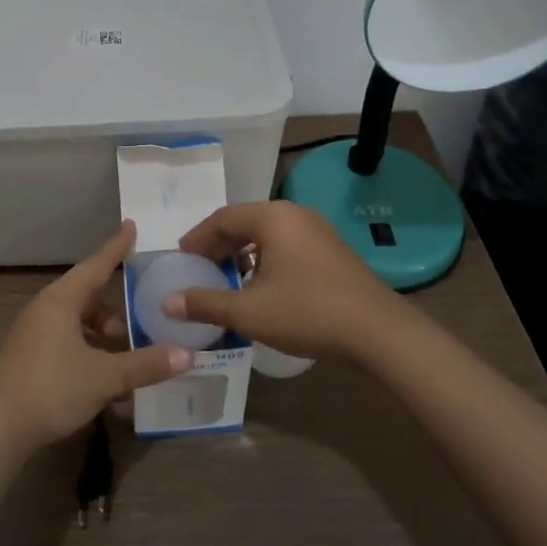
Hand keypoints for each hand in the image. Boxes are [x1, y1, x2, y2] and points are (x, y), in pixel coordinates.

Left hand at [0, 222, 191, 450]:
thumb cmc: (51, 389)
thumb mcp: (104, 377)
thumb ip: (145, 365)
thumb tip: (187, 355)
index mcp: (61, 300)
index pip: (96, 265)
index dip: (116, 247)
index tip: (131, 226)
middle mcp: (44, 308)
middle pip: (86, 295)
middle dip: (113, 308)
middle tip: (137, 321)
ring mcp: (32, 332)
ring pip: (74, 320)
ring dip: (99, 334)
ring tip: (121, 358)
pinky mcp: (27, 356)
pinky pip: (63, 339)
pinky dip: (85, 349)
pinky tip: (98, 379)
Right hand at [170, 201, 406, 361]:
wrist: (378, 331)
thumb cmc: (308, 313)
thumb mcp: (249, 312)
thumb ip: (206, 303)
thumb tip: (168, 303)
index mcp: (272, 217)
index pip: (222, 218)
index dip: (197, 238)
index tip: (181, 258)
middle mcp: (294, 214)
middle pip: (244, 222)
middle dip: (218, 246)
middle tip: (199, 269)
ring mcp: (316, 230)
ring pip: (266, 234)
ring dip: (241, 253)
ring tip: (226, 279)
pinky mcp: (330, 249)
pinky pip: (285, 244)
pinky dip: (264, 259)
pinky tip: (260, 286)